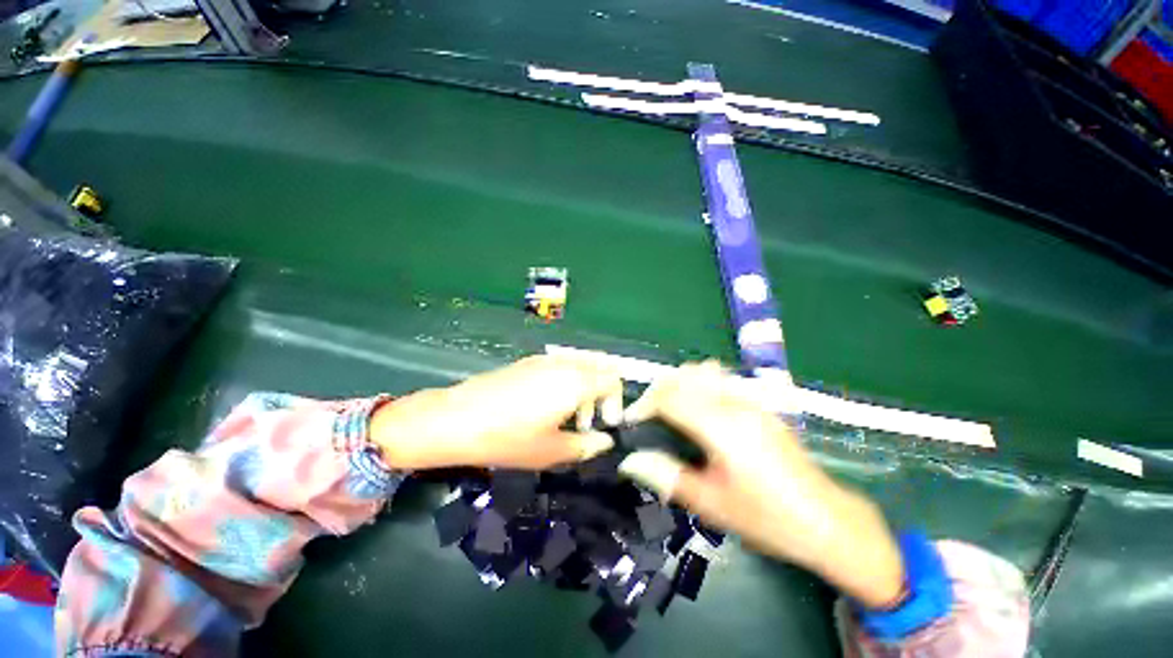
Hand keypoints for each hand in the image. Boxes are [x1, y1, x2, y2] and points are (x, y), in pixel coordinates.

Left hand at [369, 355, 621, 470]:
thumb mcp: (551, 451)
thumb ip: (586, 446)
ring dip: (584, 386)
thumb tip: (605, 442)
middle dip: (603, 391)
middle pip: (598, 365)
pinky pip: (559, 366)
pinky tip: (548, 406)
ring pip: (579, 365)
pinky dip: (566, 381)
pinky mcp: (526, 362)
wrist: (456, 419)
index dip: (617, 401)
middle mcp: (564, 364)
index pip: (613, 378)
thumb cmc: (508, 438)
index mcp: (576, 381)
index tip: (606, 424)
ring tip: (570, 417)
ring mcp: (543, 360)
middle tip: (591, 420)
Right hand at [619, 362, 905, 607]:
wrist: (826, 521)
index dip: (645, 404)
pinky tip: (699, 409)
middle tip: (648, 414)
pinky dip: (699, 384)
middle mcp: (736, 404)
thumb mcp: (712, 505)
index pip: (671, 397)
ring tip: (670, 407)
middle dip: (659, 389)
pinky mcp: (761, 405)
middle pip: (685, 376)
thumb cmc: (767, 518)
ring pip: (704, 371)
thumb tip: (630, 462)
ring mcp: (752, 401)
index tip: (632, 421)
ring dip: (680, 382)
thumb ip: (668, 477)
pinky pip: (721, 379)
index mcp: (721, 428)